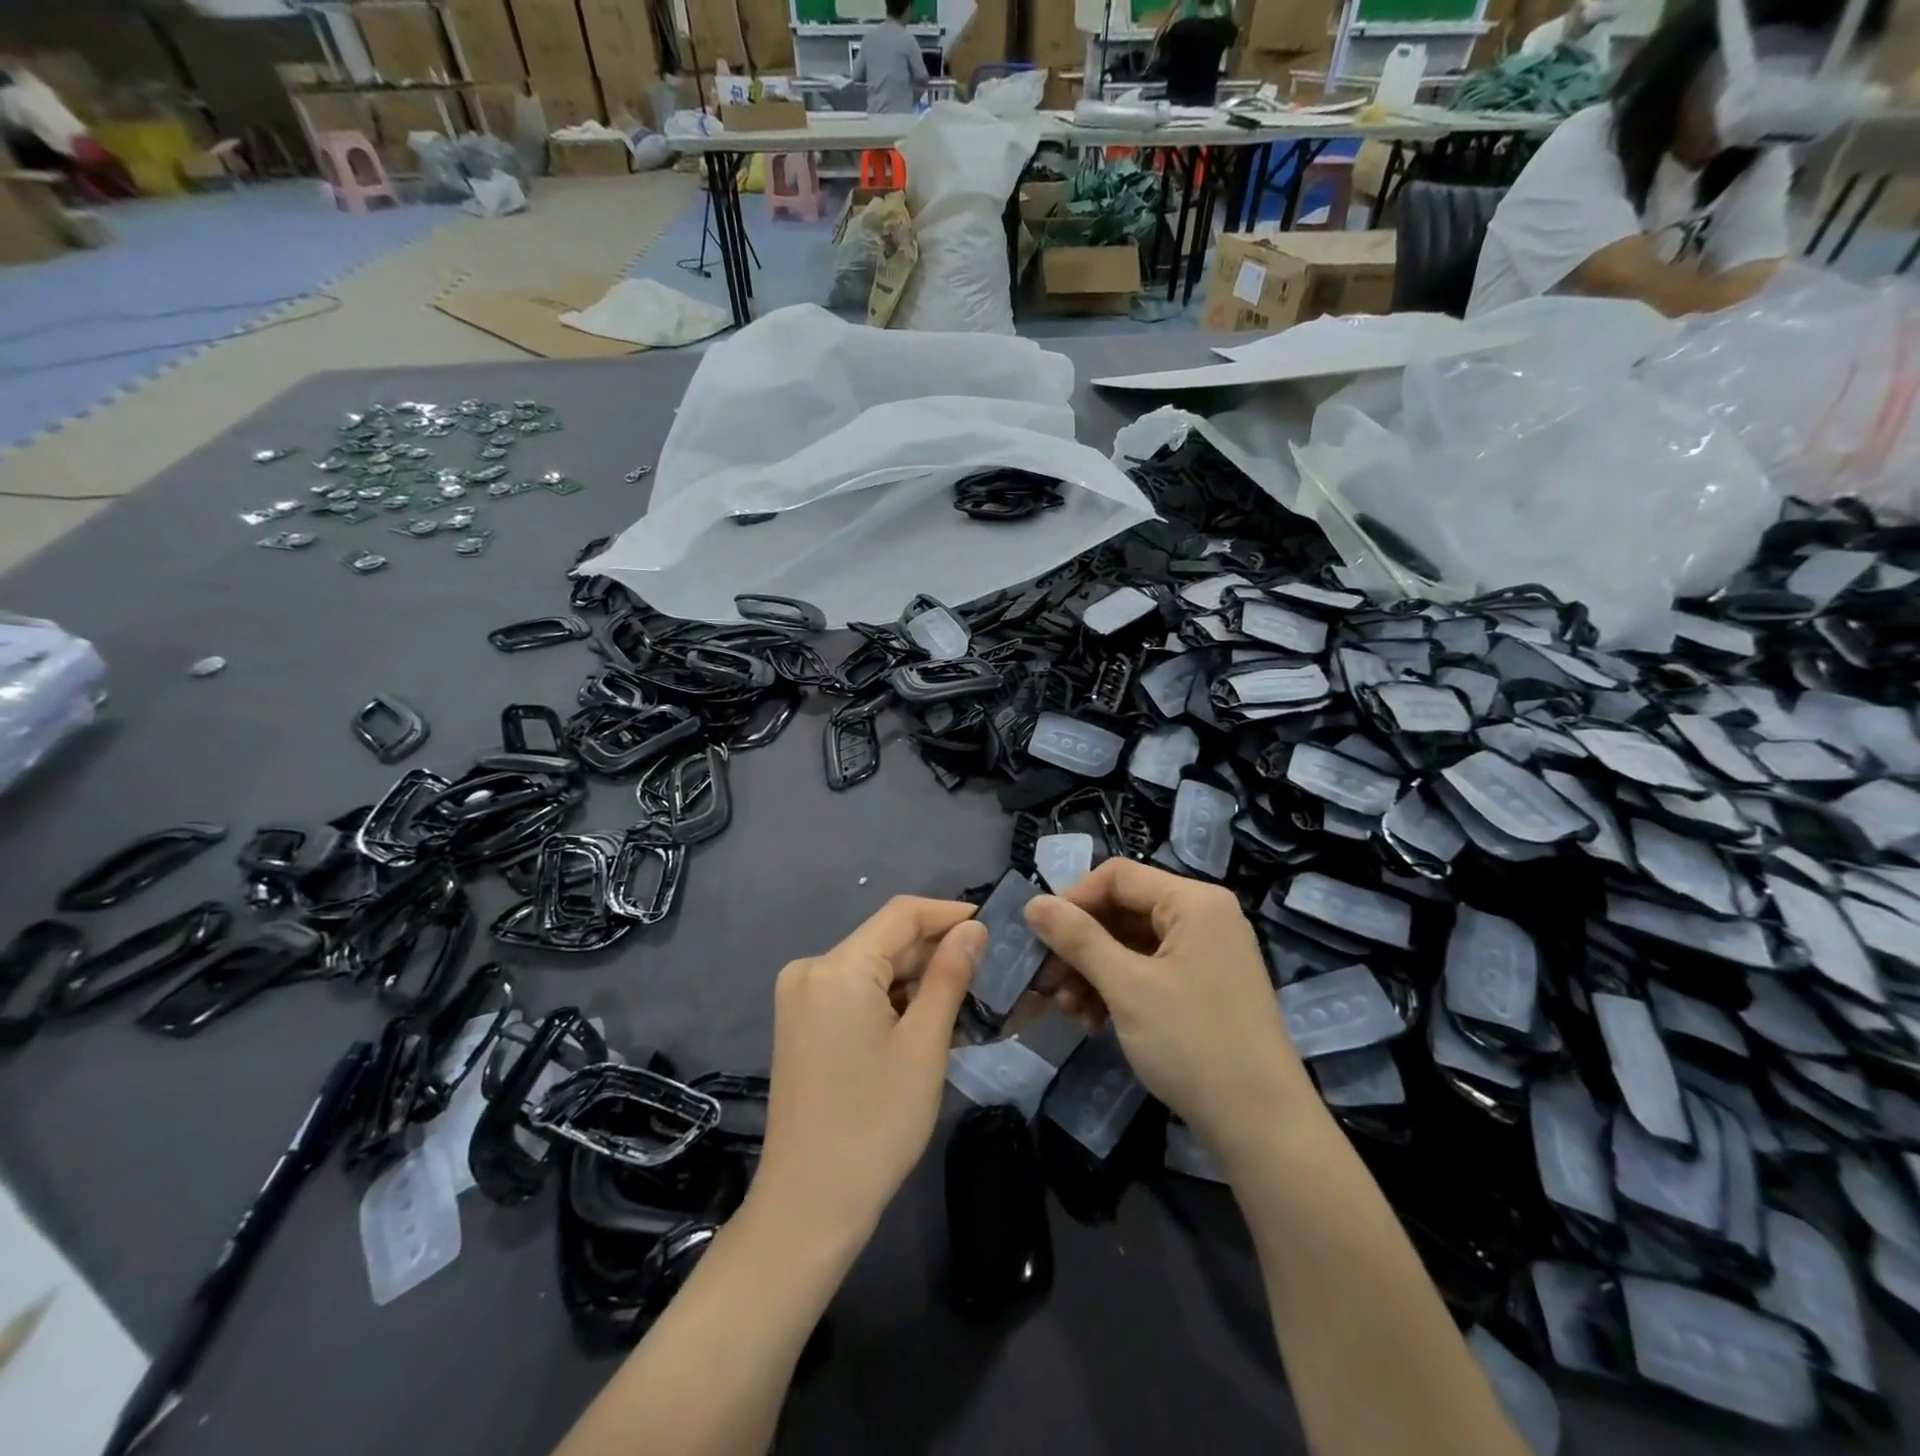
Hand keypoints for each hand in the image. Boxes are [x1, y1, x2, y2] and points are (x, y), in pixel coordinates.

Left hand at [750, 897, 984, 1244]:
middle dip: (937, 952)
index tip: (994, 927)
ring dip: (918, 980)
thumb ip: (950, 976)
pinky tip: (928, 1021)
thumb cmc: (875, 1123)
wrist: (810, 1206)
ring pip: (874, 968)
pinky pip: (856, 992)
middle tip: (992, 971)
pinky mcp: (802, 1023)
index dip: (949, 914)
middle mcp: (811, 969)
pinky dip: (892, 1001)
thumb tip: (974, 929)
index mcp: (837, 967)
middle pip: (886, 941)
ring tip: (969, 999)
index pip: (901, 914)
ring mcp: (802, 997)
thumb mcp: (924, 1045)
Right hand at [1024, 860, 1313, 1156]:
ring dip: (1093, 971)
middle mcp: (1203, 917)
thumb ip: (1078, 939)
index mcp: (1194, 902)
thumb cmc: (1194, 1044)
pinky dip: (1117, 989)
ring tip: (1066, 1008)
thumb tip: (1033, 904)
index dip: (1072, 900)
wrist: (1263, 1128)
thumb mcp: (1127, 987)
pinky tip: (1093, 1021)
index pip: (1117, 876)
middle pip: (1123, 910)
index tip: (1038, 937)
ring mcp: (1206, 953)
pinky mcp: (1203, 987)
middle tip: (1046, 981)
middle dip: (1080, 945)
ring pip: (1131, 944)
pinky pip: (1148, 971)